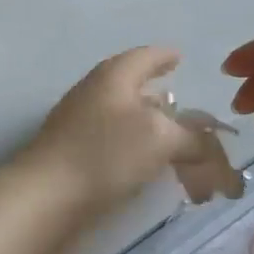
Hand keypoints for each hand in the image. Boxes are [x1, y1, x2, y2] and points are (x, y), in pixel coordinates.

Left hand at [12, 47, 242, 240]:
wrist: (45, 197)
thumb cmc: (104, 154)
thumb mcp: (161, 138)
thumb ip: (193, 138)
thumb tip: (208, 143)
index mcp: (114, 76)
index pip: (145, 56)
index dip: (164, 56)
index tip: (181, 56)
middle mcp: (96, 94)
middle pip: (138, 91)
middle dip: (169, 106)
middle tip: (194, 117)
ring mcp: (82, 126)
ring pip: (130, 123)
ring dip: (159, 137)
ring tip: (185, 155)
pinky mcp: (77, 157)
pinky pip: (118, 148)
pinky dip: (142, 157)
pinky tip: (154, 173)